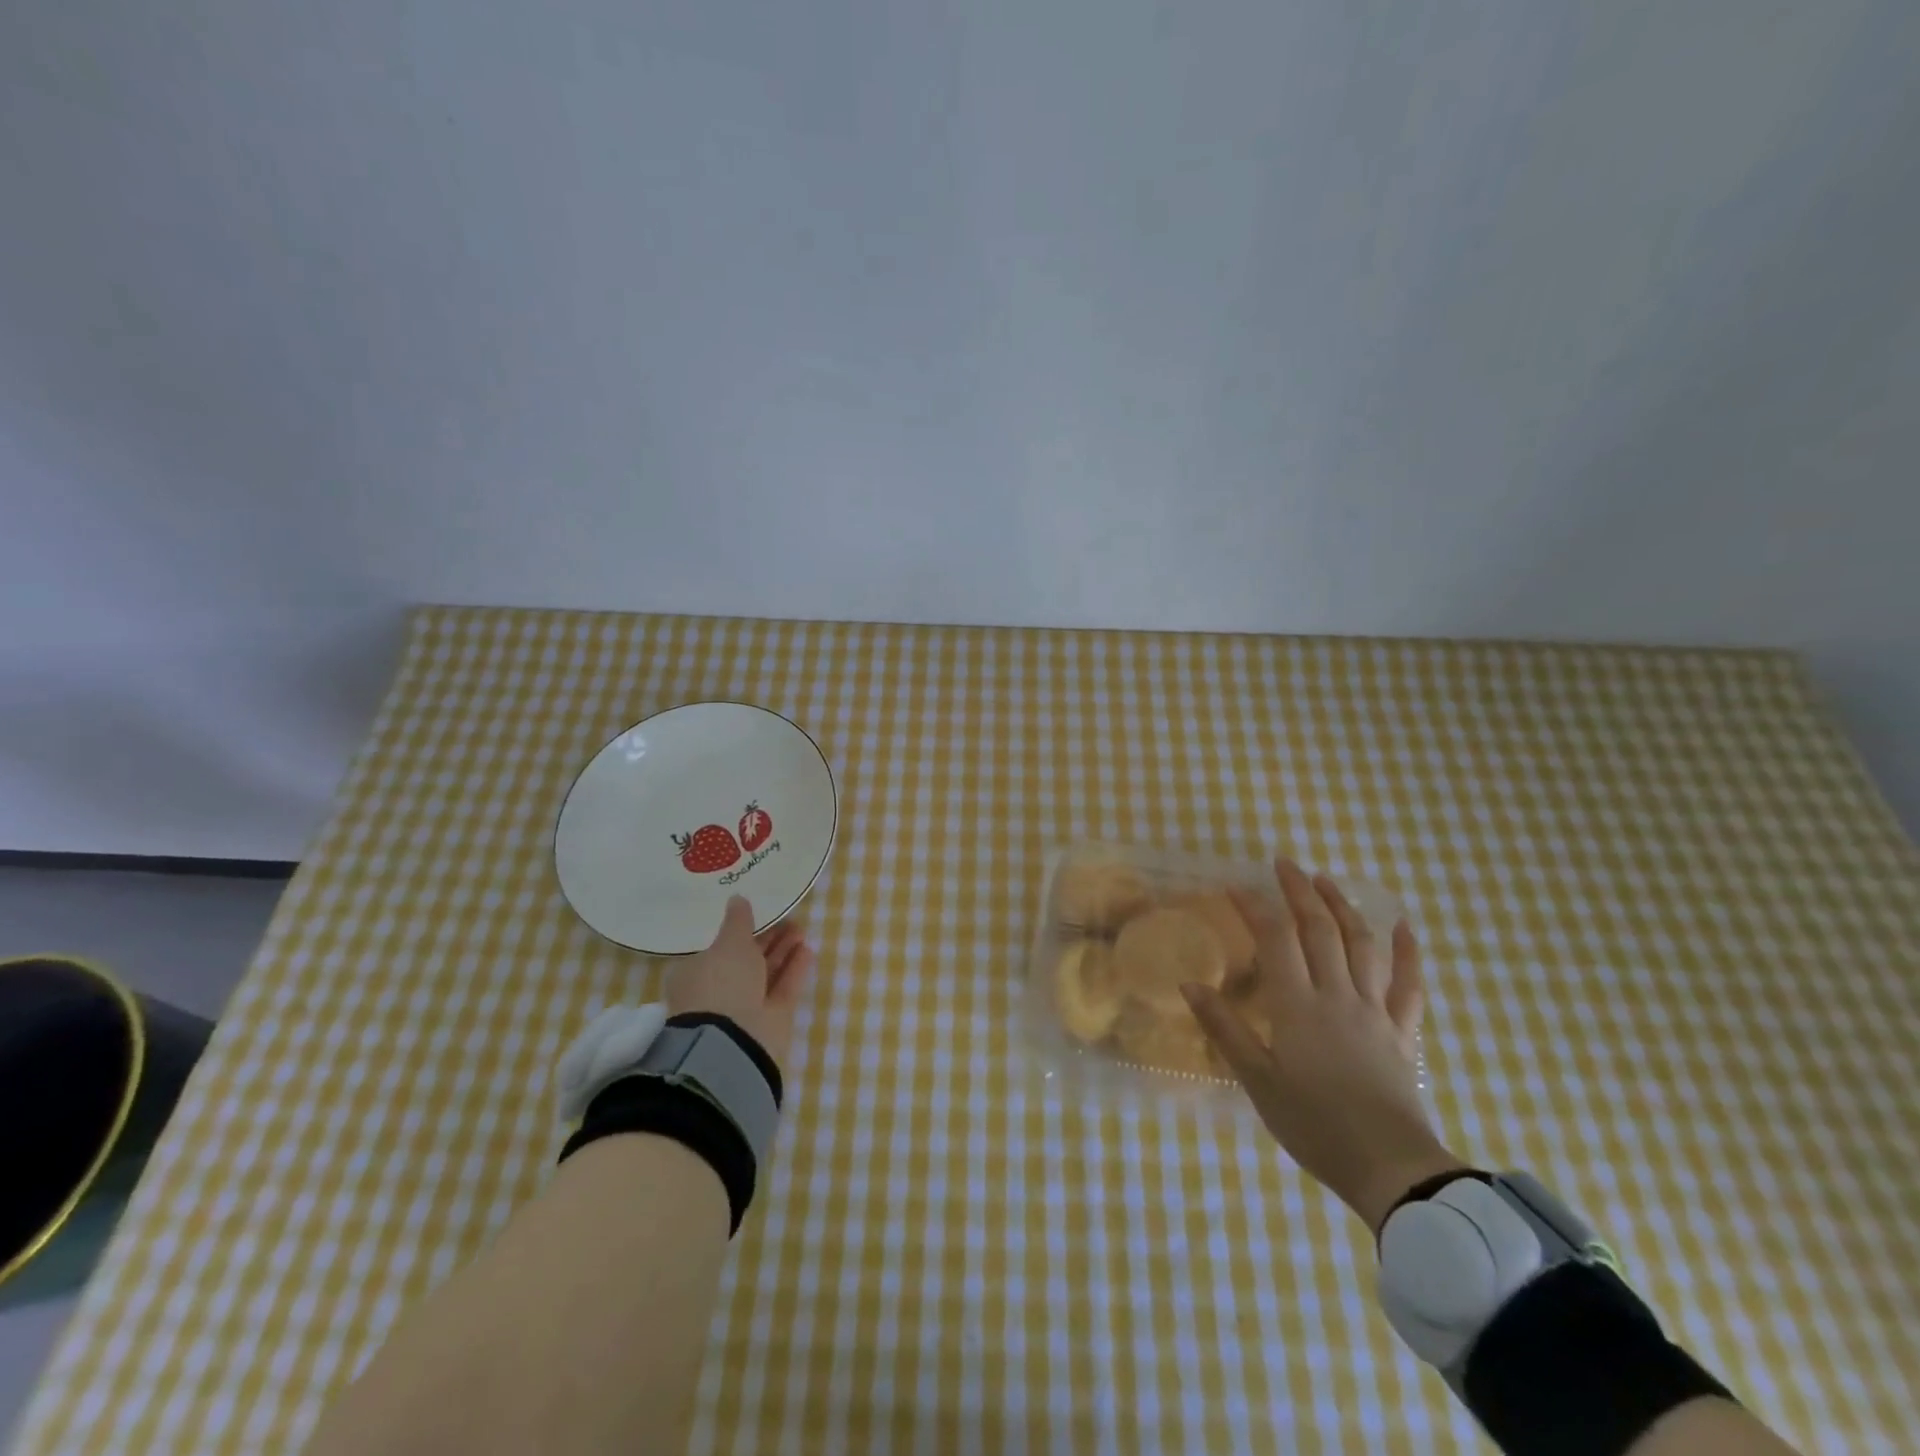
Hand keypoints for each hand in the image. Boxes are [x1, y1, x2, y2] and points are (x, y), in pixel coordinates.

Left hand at [666, 896, 814, 1072]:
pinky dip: (795, 970)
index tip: (760, 916)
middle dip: (768, 940)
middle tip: (789, 920)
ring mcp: (744, 1008)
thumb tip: (738, 898)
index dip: (740, 932)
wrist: (732, 1041)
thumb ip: (738, 921)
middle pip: (747, 961)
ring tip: (802, 930)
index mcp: (696, 974)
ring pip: (767, 974)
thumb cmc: (720, 983)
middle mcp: (719, 991)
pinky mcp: (769, 1021)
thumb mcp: (729, 943)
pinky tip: (808, 950)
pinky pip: (783, 989)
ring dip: (784, 952)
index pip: (718, 949)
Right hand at [1184, 858, 1463, 1231]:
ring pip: (1362, 945)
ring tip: (1326, 881)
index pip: (1276, 939)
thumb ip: (1224, 1029)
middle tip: (1284, 863)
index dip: (1255, 906)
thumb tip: (1188, 985)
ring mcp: (1375, 1011)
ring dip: (1343, 907)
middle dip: (1300, 891)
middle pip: (1320, 929)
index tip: (1235, 885)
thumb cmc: (1315, 1125)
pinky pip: (1408, 985)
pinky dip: (1407, 953)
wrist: (1391, 1169)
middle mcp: (1338, 995)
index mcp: (1298, 1005)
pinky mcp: (1402, 1032)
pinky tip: (1403, 927)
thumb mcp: (1257, 1081)